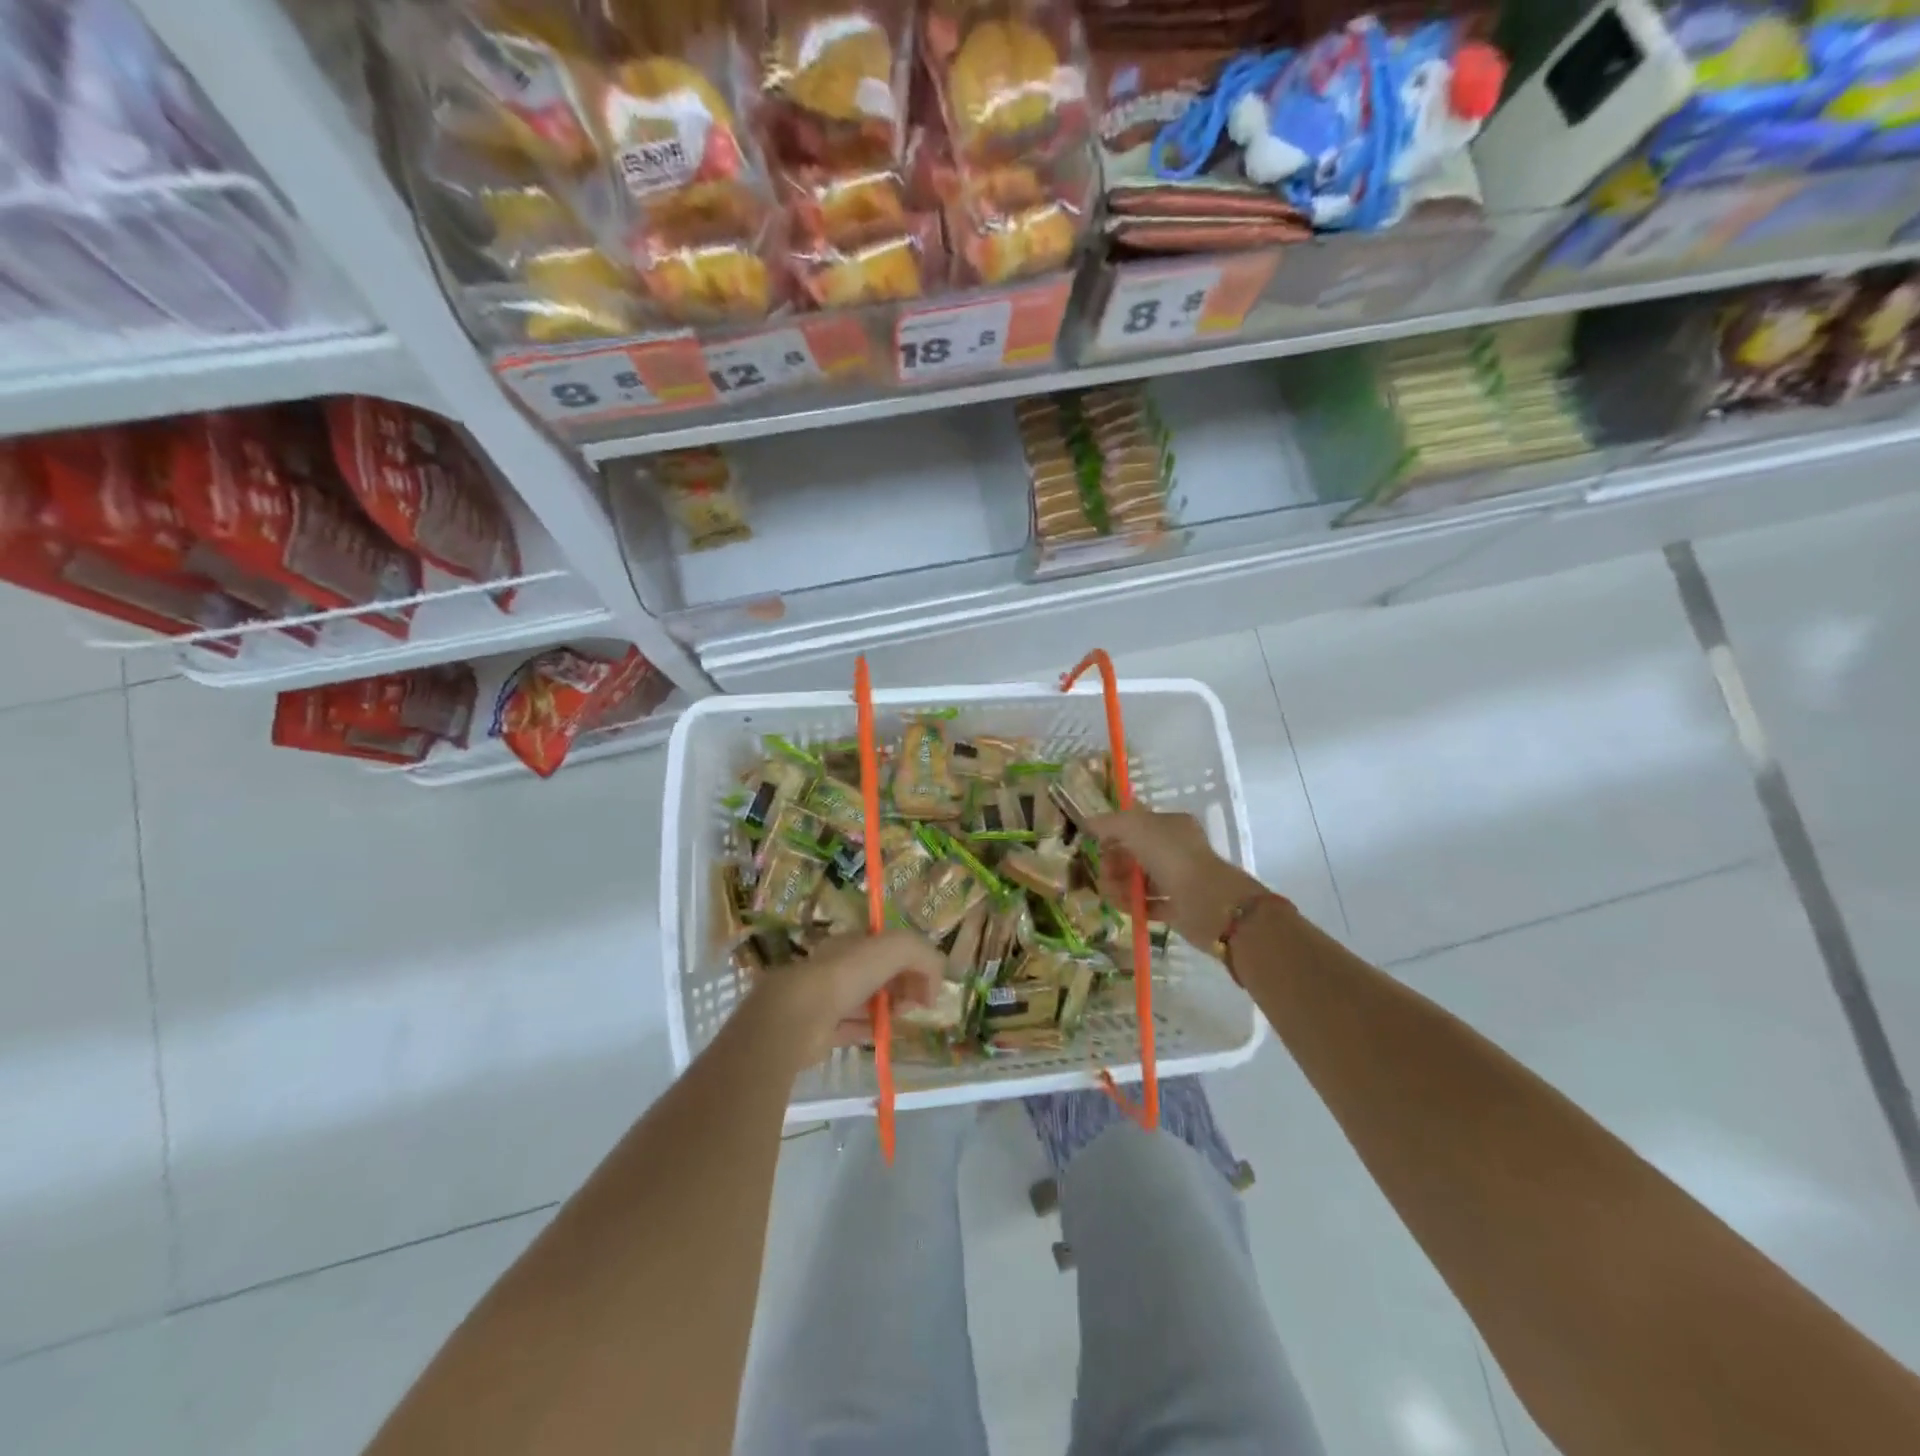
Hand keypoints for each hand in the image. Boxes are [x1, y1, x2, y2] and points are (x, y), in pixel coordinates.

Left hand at [744, 931, 945, 1072]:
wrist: (802, 1014)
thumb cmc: (850, 973)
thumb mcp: (898, 947)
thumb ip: (924, 955)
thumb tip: (933, 985)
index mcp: (854, 943)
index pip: (890, 947)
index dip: (913, 961)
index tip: (928, 981)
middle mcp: (841, 967)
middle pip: (881, 974)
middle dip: (904, 985)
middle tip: (918, 1002)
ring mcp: (830, 999)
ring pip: (868, 1001)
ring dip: (889, 1008)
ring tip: (902, 1018)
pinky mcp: (823, 1031)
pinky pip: (855, 1029)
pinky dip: (873, 1030)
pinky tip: (887, 1034)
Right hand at [1087, 808, 1267, 951]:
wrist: (1209, 903)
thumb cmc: (1172, 857)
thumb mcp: (1135, 827)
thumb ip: (1109, 823)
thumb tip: (1088, 822)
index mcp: (1171, 824)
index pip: (1136, 823)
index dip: (1113, 832)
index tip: (1095, 844)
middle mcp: (1175, 849)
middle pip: (1134, 853)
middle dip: (1113, 862)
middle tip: (1103, 873)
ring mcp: (1177, 878)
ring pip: (1139, 879)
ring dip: (1119, 885)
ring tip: (1110, 894)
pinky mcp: (1177, 907)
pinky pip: (1148, 903)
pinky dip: (1133, 904)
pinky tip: (1122, 906)